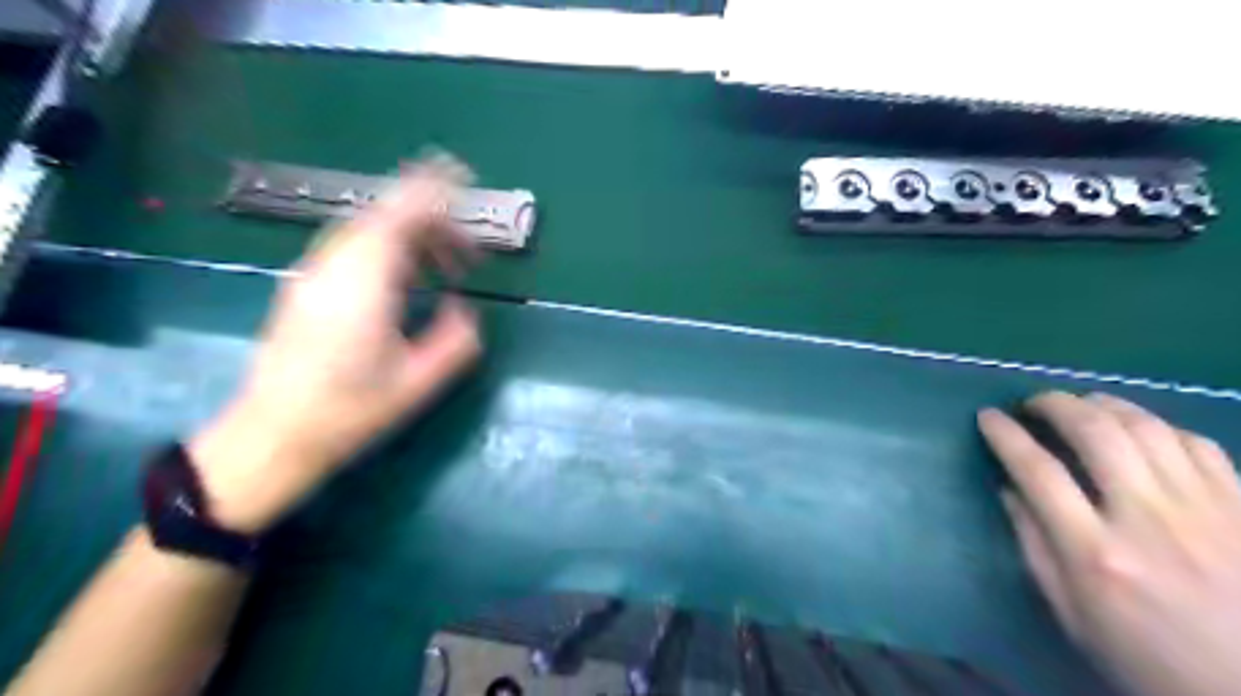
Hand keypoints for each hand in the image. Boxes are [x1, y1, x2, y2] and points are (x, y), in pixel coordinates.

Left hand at [191, 154, 482, 533]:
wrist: (272, 436)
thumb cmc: (348, 412)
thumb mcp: (418, 383)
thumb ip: (455, 340)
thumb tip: (465, 309)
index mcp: (362, 284)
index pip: (397, 216)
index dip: (430, 190)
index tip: (463, 177)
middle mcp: (333, 268)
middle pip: (384, 219)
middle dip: (433, 224)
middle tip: (469, 254)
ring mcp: (313, 275)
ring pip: (368, 233)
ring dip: (413, 239)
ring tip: (448, 269)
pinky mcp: (306, 288)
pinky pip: (354, 250)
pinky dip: (391, 252)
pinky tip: (410, 281)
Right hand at [980, 393, 1239, 694]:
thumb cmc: (1148, 659)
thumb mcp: (1073, 615)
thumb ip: (1035, 546)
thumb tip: (1008, 489)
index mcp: (1096, 553)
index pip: (1037, 470)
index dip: (1005, 434)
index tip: (987, 417)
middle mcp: (1148, 519)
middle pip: (1095, 432)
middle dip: (1053, 404)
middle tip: (1032, 402)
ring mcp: (1204, 509)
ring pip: (1147, 427)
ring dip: (1104, 404)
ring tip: (1080, 403)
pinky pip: (1198, 444)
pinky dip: (1159, 425)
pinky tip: (1140, 428)